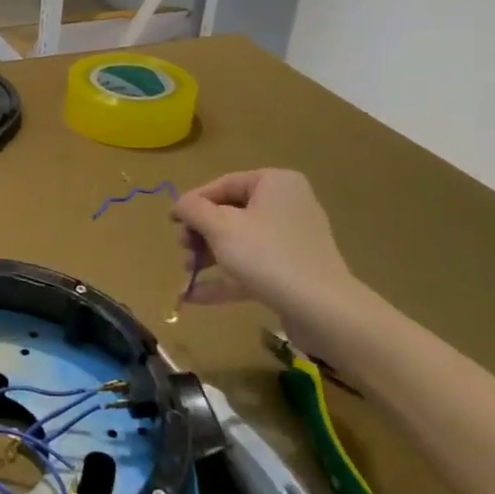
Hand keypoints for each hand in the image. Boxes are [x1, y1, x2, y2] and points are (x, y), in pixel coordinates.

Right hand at [173, 170, 364, 352]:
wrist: (323, 310)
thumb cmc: (267, 255)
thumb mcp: (221, 227)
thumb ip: (194, 210)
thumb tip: (181, 204)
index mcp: (275, 183)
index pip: (224, 184)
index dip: (193, 202)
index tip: (171, 222)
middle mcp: (287, 205)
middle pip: (231, 213)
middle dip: (201, 233)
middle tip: (182, 249)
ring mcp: (292, 240)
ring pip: (240, 242)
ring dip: (209, 256)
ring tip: (187, 273)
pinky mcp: (293, 271)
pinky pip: (252, 267)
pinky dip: (225, 278)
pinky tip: (194, 296)